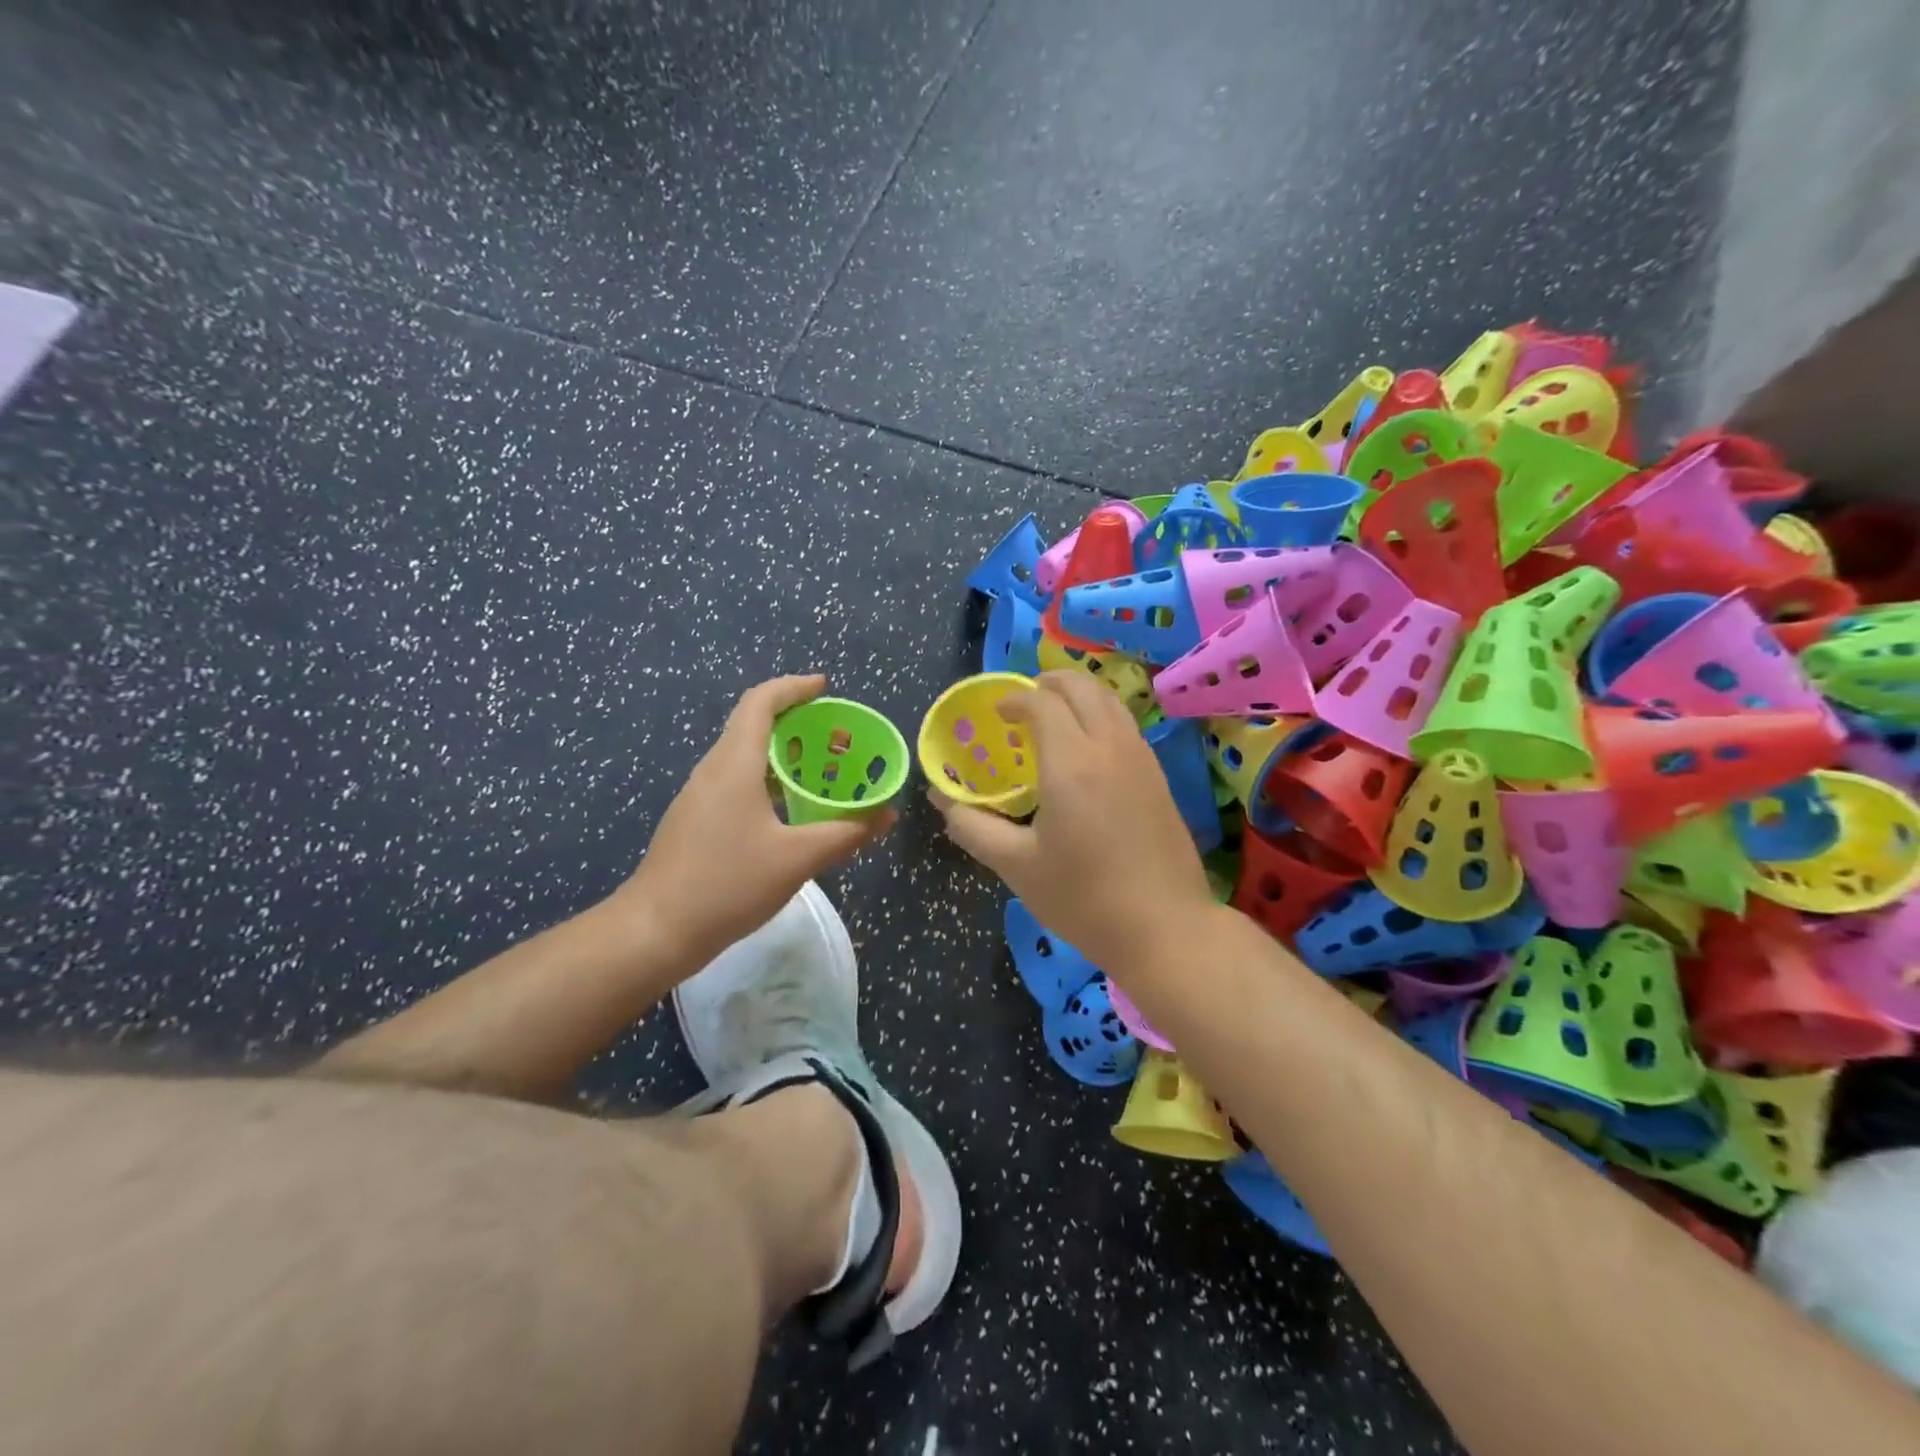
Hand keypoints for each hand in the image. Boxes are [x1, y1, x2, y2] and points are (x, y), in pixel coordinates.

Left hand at [613, 676, 896, 964]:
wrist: (656, 930)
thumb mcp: (797, 859)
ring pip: (745, 756)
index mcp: (735, 764)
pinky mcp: (696, 820)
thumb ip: (846, 833)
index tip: (826, 688)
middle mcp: (714, 770)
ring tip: (822, 771)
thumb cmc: (727, 884)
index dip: (794, 687)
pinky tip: (791, 810)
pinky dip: (769, 780)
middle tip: (837, 738)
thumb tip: (887, 815)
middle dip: (798, 723)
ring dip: (784, 755)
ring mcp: (700, 796)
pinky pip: (737, 782)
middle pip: (754, 725)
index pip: (761, 702)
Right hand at [930, 671, 1213, 976]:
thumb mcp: (1016, 866)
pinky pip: (1125, 723)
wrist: (1165, 928)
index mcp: (1070, 762)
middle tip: (1024, 702)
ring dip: (1078, 694)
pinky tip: (1087, 749)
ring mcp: (1141, 758)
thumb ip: (973, 827)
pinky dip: (1100, 714)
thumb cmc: (1083, 898)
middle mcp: (1109, 746)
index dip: (1014, 699)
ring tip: (1055, 716)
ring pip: (1109, 699)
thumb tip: (942, 802)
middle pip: (1081, 686)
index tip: (996, 714)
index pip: (1040, 702)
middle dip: (1048, 682)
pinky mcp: (1158, 776)